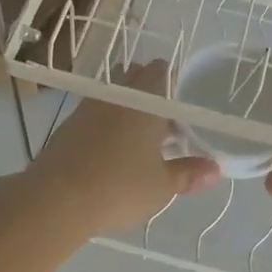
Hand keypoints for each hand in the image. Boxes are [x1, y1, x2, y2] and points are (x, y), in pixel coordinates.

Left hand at [24, 61, 219, 236]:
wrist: (56, 200)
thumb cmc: (120, 187)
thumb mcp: (162, 186)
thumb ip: (188, 174)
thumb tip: (215, 170)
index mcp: (145, 101)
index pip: (161, 71)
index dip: (173, 80)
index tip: (182, 101)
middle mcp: (116, 96)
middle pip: (135, 77)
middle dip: (150, 91)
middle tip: (164, 118)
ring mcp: (87, 108)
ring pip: (113, 95)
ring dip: (126, 106)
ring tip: (139, 135)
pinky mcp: (68, 126)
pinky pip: (94, 113)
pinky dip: (106, 122)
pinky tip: (111, 148)